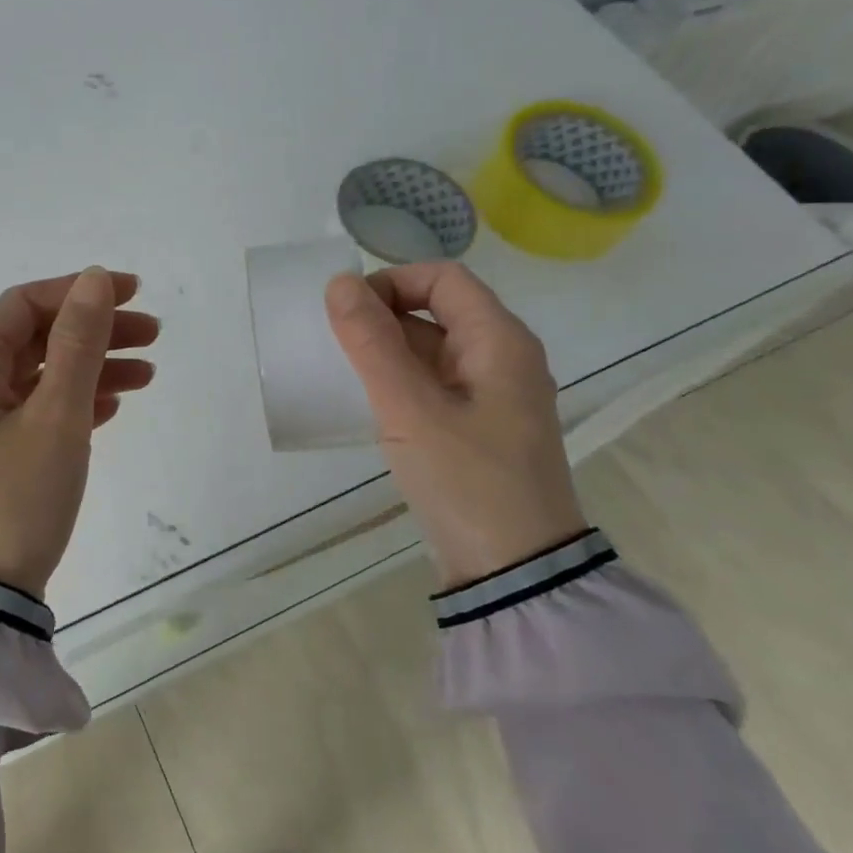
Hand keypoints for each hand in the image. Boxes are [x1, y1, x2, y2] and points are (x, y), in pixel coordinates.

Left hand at [0, 269, 159, 597]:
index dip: (80, 292)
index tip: (133, 294)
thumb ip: (78, 342)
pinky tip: (112, 407)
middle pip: (35, 339)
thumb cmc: (14, 498)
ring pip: (39, 377)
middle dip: (94, 332)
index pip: (25, 305)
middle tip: (152, 335)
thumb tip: (95, 278)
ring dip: (91, 369)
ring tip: (146, 375)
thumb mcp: (56, 415)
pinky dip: (74, 403)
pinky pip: (35, 412)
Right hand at [325, 263, 585, 588]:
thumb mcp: (410, 409)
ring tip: (344, 374)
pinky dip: (401, 382)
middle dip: (383, 316)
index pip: (443, 278)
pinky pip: (435, 384)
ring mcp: (494, 396)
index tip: (347, 313)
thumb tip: (339, 283)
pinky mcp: (481, 428)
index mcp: (500, 341)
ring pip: (433, 349)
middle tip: (336, 345)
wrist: (517, 574)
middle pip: (438, 309)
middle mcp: (503, 358)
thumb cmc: (467, 481)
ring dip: (388, 351)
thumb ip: (371, 343)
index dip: (391, 282)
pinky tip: (370, 405)